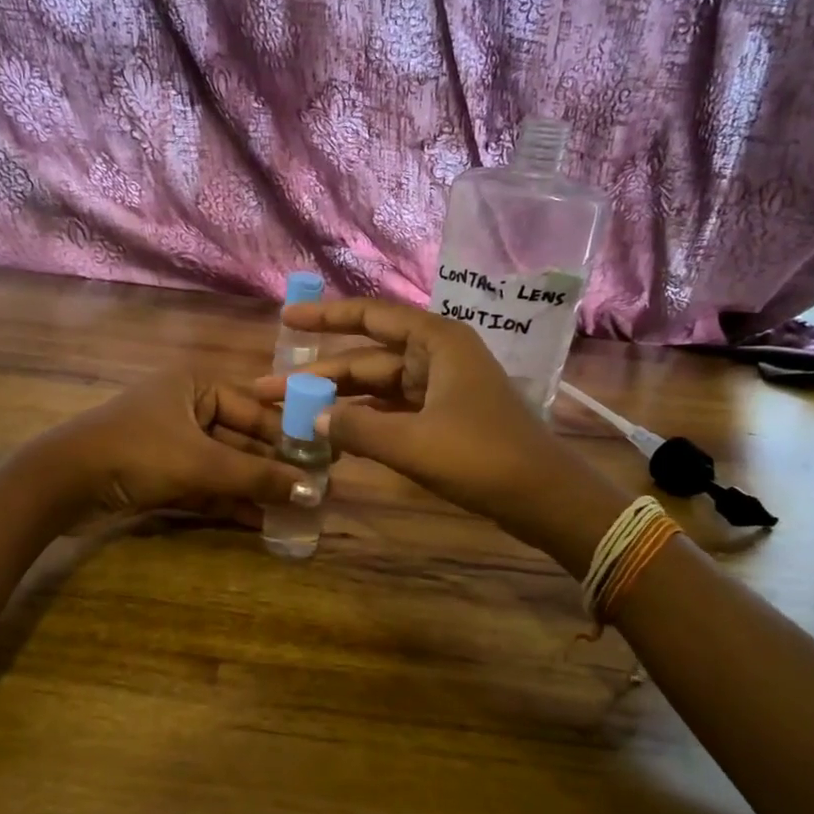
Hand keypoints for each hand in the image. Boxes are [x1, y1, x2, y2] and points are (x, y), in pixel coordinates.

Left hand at [34, 368, 313, 521]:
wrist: (61, 484)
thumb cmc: (137, 453)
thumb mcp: (201, 462)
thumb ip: (256, 475)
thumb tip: (311, 490)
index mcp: (195, 386)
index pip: (255, 408)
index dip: (288, 434)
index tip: (323, 457)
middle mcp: (186, 408)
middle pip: (241, 438)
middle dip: (273, 466)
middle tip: (314, 489)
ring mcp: (172, 444)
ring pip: (224, 465)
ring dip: (254, 487)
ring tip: (296, 510)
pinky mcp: (160, 475)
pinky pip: (205, 485)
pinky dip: (228, 501)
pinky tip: (261, 522)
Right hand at [257, 298, 614, 547]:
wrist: (545, 498)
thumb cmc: (481, 457)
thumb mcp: (411, 443)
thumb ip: (356, 426)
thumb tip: (311, 415)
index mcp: (436, 341)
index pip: (371, 316)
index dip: (325, 316)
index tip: (286, 320)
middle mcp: (438, 355)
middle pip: (368, 357)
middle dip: (320, 374)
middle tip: (268, 389)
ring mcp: (442, 387)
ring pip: (378, 386)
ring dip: (339, 400)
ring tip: (291, 412)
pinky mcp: (445, 417)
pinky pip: (394, 410)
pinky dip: (365, 420)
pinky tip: (334, 432)